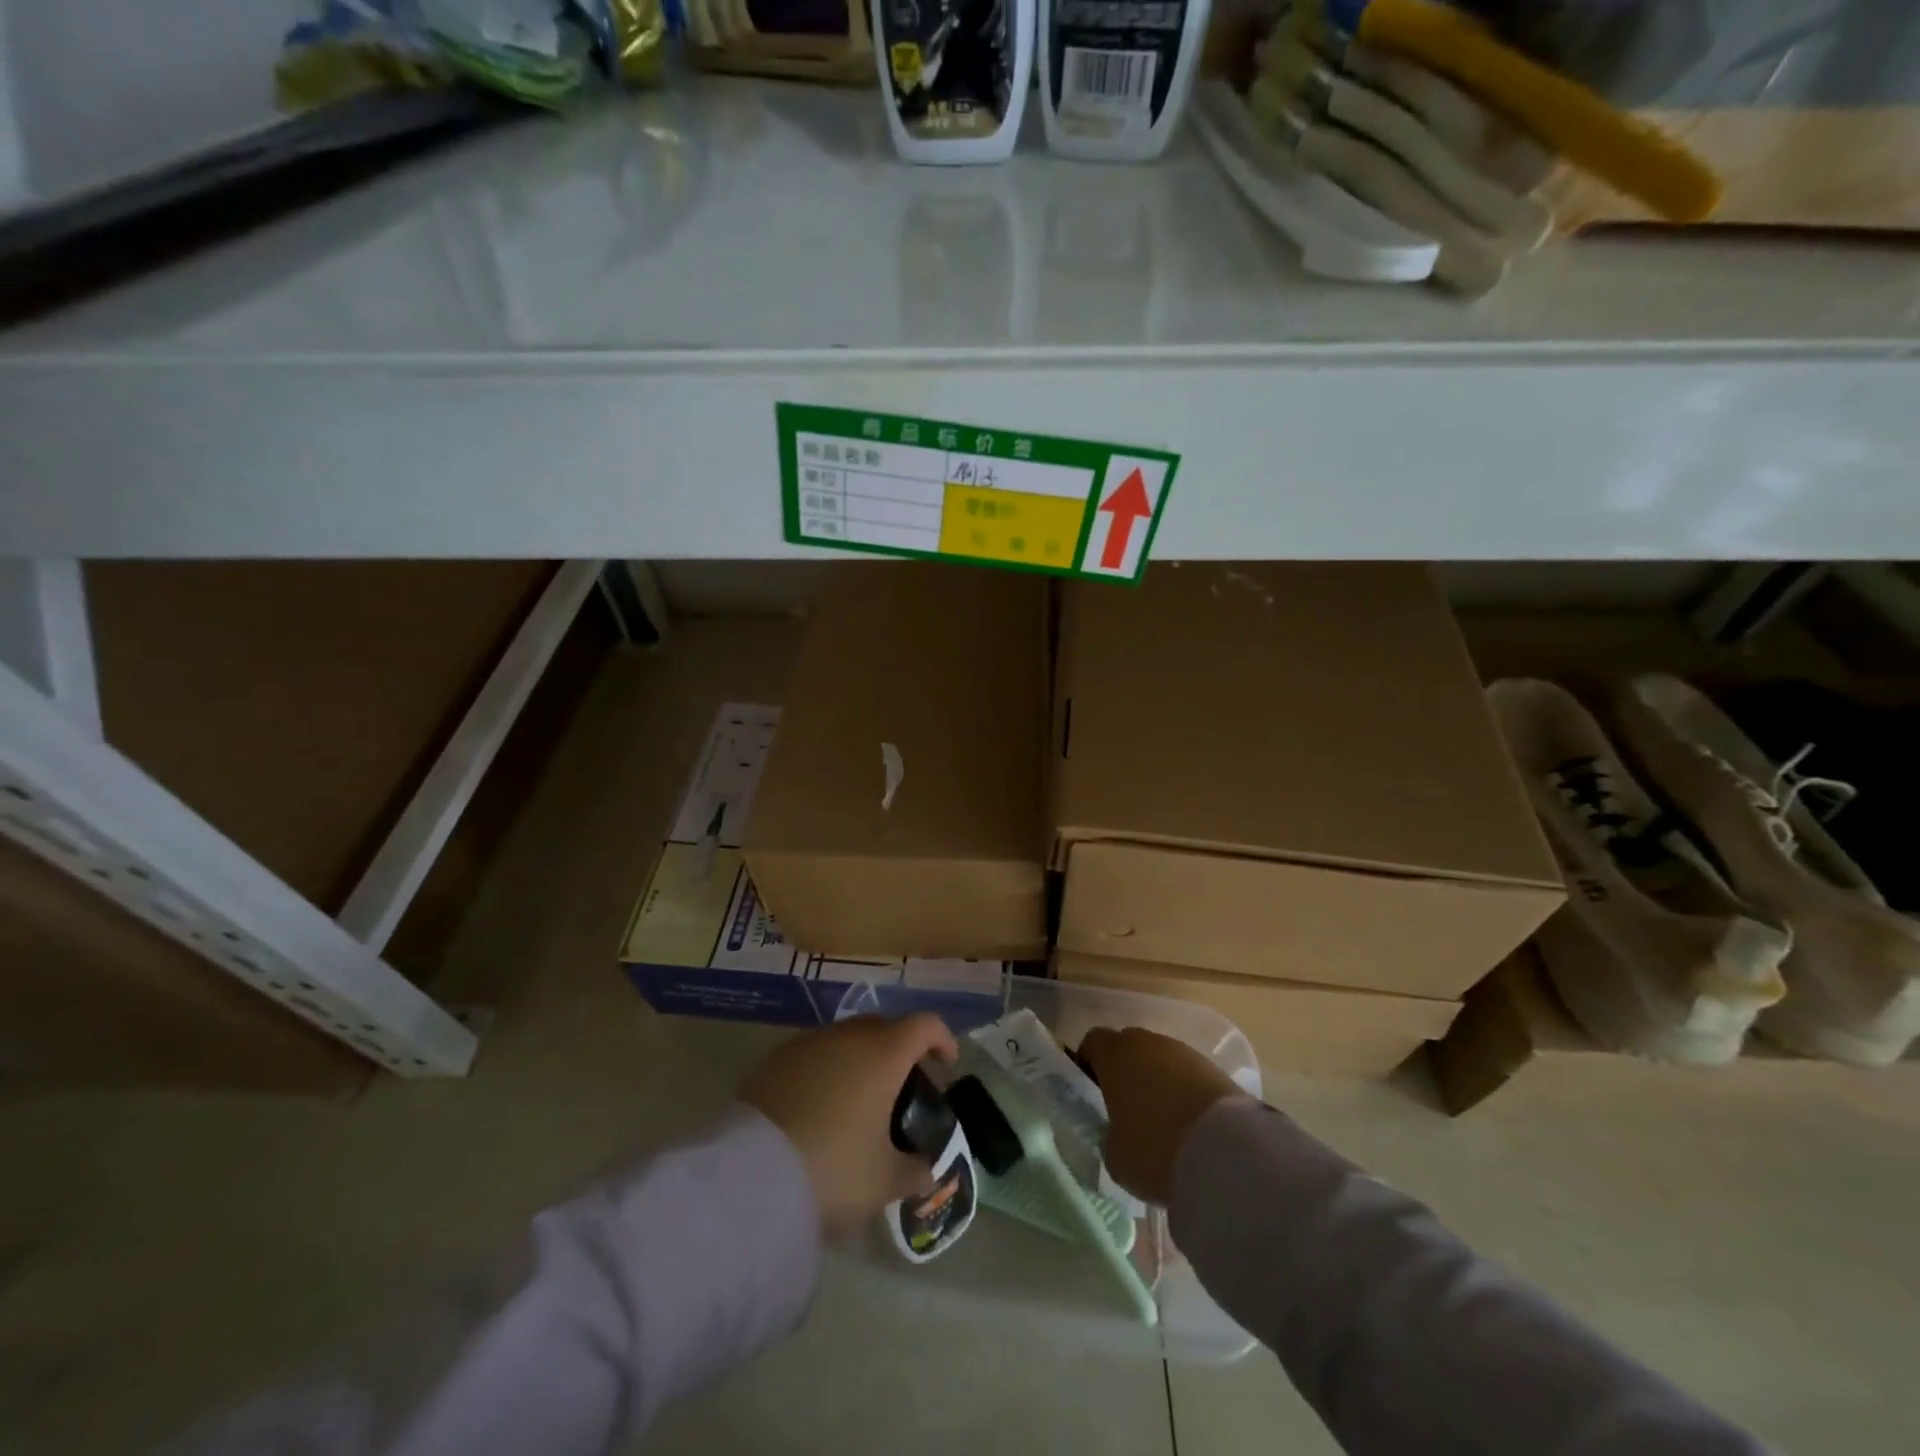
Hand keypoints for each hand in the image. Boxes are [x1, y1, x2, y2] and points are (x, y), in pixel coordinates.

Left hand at [740, 1014, 958, 1237]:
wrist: (748, 1175)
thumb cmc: (832, 1168)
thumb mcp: (883, 1181)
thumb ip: (913, 1171)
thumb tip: (926, 1170)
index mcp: (884, 1054)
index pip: (925, 1025)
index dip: (942, 1040)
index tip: (947, 1065)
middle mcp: (848, 1036)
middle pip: (884, 1026)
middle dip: (900, 1049)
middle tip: (903, 1086)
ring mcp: (808, 1043)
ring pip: (846, 1038)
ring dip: (861, 1058)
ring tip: (860, 1098)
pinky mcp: (774, 1059)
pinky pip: (814, 1054)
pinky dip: (827, 1069)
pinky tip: (821, 1106)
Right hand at [1079, 1027, 1241, 1206]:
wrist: (1226, 1152)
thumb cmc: (1154, 1149)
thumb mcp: (1115, 1156)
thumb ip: (1109, 1137)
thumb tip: (1118, 1134)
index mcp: (1114, 1054)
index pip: (1093, 1042)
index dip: (1089, 1063)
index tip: (1091, 1090)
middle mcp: (1147, 1043)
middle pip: (1128, 1046)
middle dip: (1125, 1070)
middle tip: (1126, 1107)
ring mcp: (1183, 1052)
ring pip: (1160, 1059)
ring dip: (1157, 1080)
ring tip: (1163, 1120)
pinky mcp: (1214, 1068)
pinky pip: (1187, 1074)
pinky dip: (1184, 1091)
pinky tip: (1189, 1124)